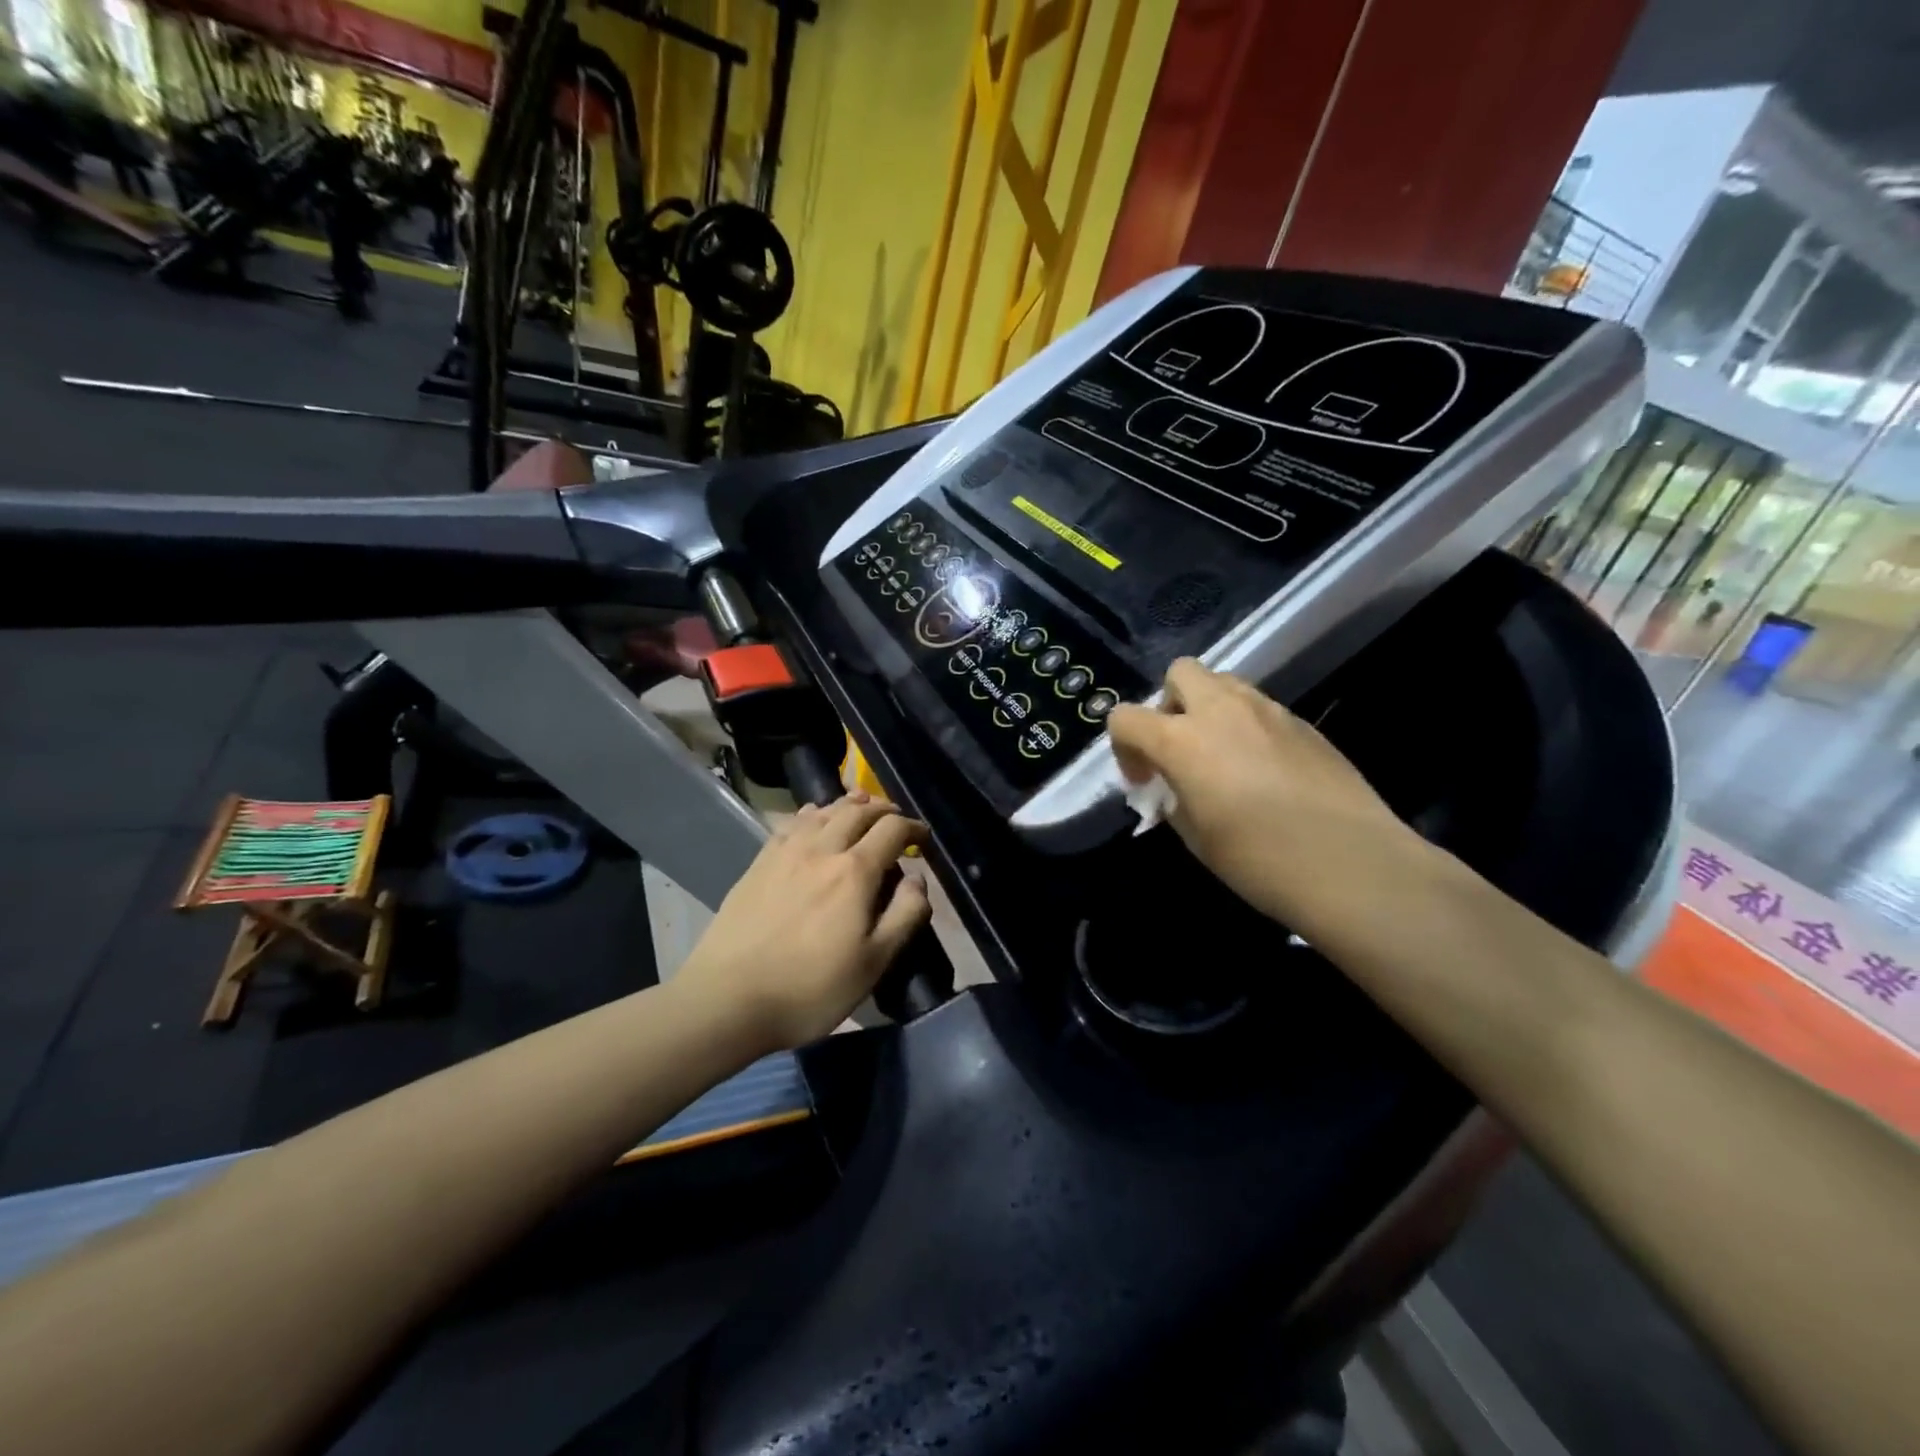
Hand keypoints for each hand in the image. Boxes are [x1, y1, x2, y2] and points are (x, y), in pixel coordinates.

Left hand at [674, 795, 930, 1051]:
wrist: (728, 1000)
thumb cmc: (810, 989)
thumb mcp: (874, 963)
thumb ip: (905, 915)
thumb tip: (918, 878)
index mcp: (854, 872)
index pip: (892, 830)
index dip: (913, 827)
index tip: (924, 837)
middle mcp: (821, 850)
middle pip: (857, 811)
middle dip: (883, 809)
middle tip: (896, 819)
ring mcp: (785, 853)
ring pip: (823, 811)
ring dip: (848, 805)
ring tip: (861, 806)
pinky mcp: (758, 864)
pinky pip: (790, 824)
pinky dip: (811, 813)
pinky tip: (812, 818)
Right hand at [1107, 659, 1425, 933]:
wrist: (1352, 865)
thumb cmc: (1259, 860)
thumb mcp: (1196, 837)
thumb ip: (1173, 799)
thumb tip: (1174, 787)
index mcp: (1182, 740)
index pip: (1126, 717)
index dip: (1124, 747)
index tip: (1144, 781)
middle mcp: (1222, 710)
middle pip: (1180, 673)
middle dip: (1169, 705)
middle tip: (1180, 749)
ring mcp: (1268, 711)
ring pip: (1224, 684)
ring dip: (1209, 710)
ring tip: (1222, 759)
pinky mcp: (1304, 723)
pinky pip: (1260, 709)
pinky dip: (1247, 727)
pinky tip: (1265, 772)